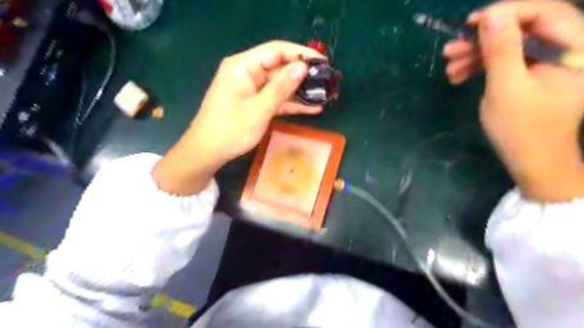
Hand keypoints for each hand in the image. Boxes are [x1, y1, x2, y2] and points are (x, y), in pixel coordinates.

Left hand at [151, 40, 323, 194]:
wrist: (208, 152)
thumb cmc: (230, 130)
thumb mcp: (259, 109)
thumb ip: (281, 88)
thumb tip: (302, 67)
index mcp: (243, 66)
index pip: (276, 50)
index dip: (301, 53)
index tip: (323, 61)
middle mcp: (247, 72)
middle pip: (280, 67)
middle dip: (303, 75)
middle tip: (327, 81)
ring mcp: (251, 88)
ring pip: (280, 84)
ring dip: (300, 91)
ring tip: (324, 95)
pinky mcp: (254, 101)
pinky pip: (276, 98)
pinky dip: (291, 103)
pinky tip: (311, 108)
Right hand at [446, 0, 583, 202]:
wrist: (532, 161)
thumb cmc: (522, 128)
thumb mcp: (507, 88)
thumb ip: (502, 50)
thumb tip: (492, 16)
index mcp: (574, 48)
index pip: (543, 12)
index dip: (505, 12)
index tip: (470, 23)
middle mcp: (566, 50)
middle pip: (522, 29)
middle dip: (482, 39)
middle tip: (450, 50)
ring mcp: (547, 64)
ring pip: (509, 47)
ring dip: (476, 55)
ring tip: (449, 68)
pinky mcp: (531, 76)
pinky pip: (506, 63)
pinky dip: (481, 68)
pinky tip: (459, 77)